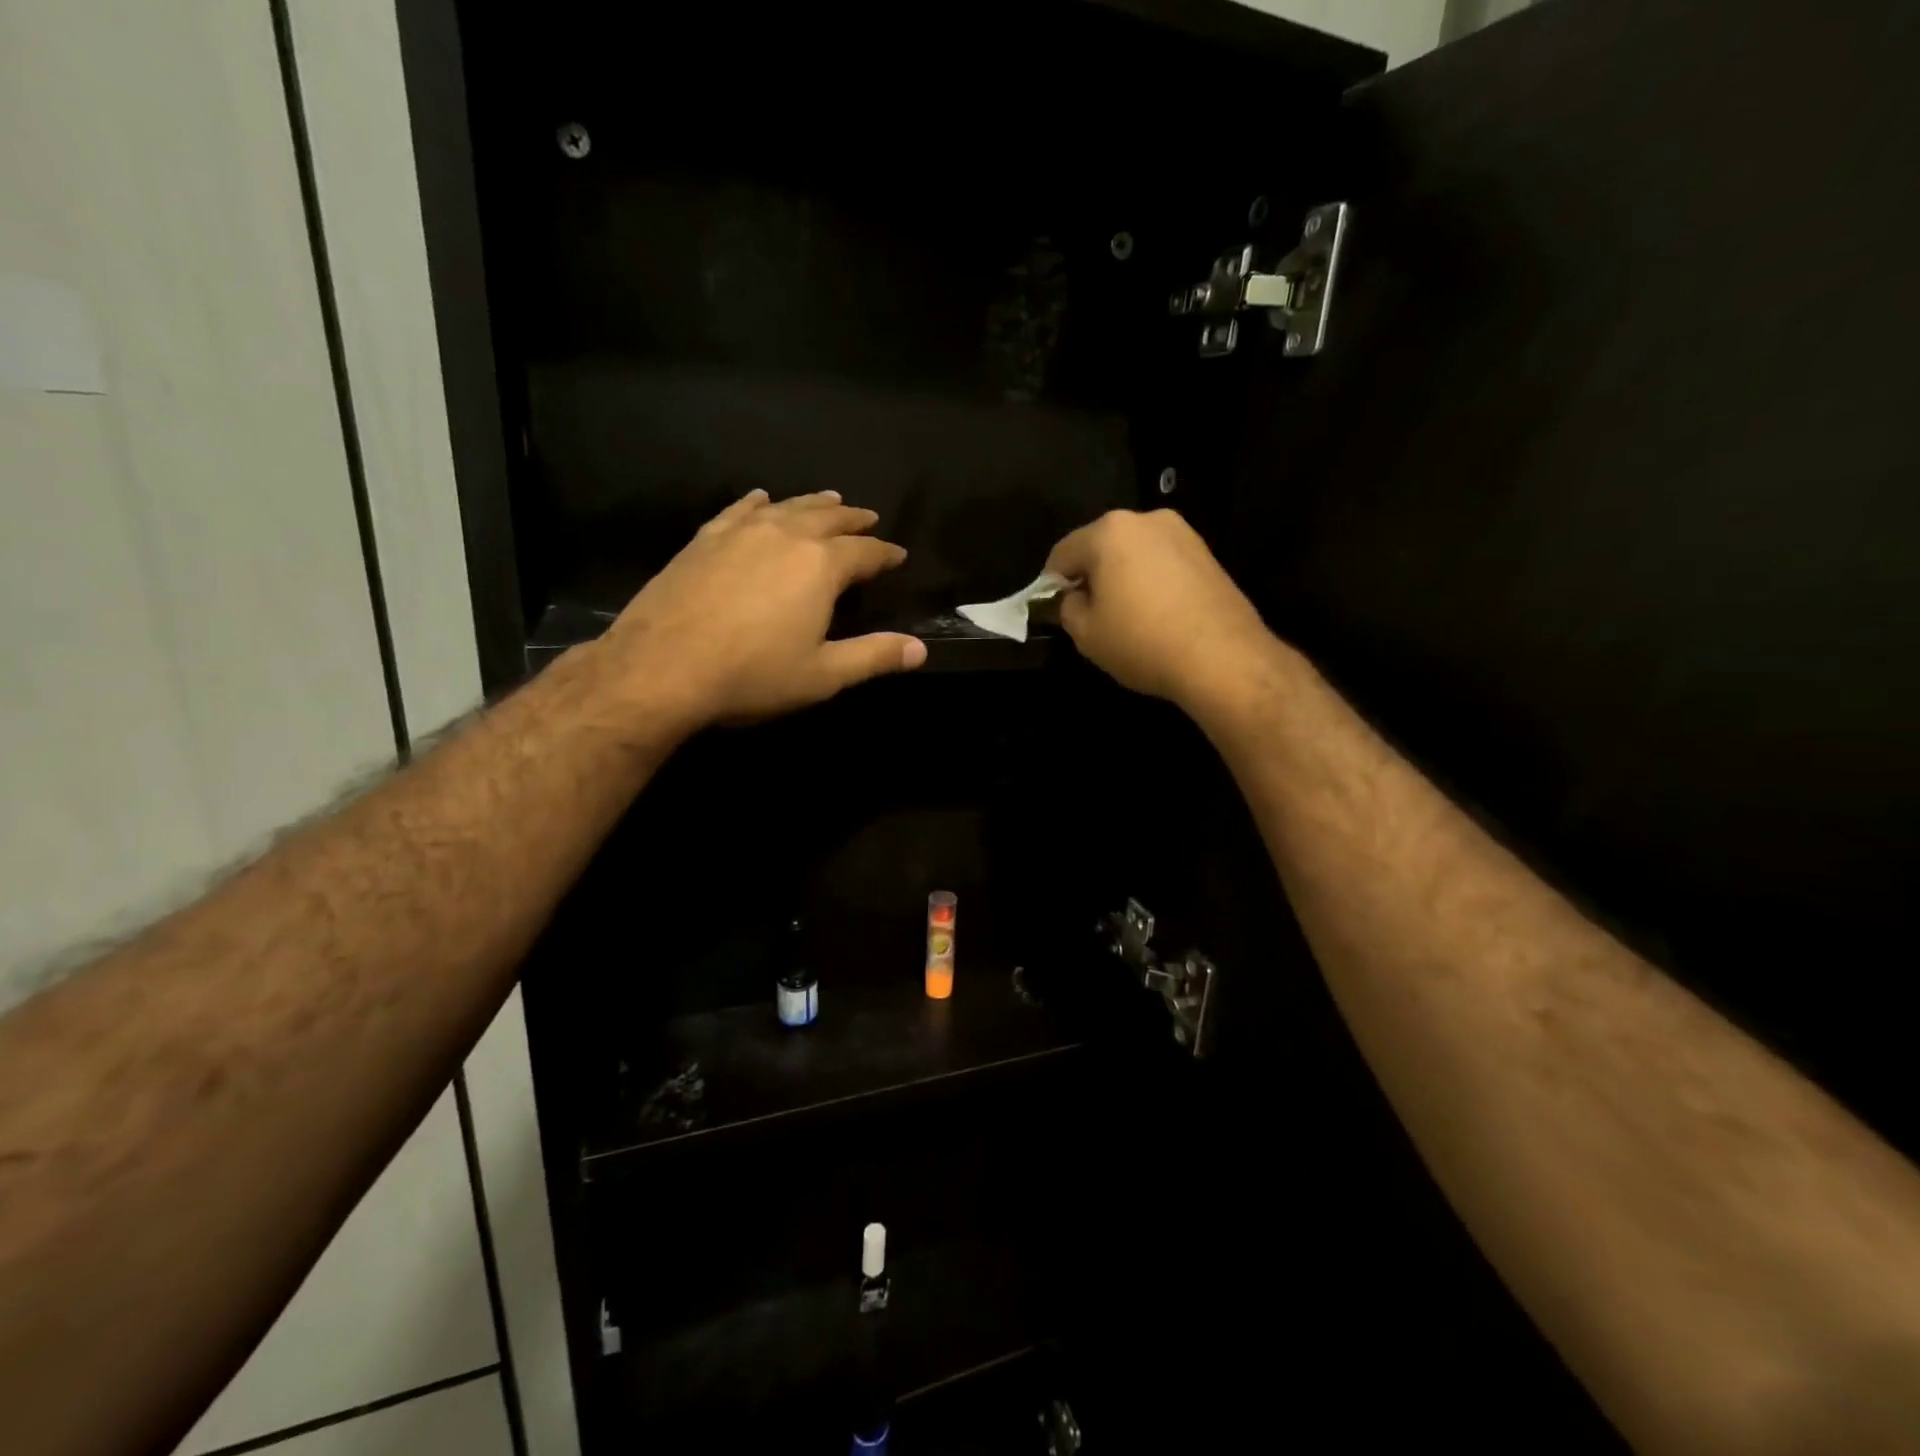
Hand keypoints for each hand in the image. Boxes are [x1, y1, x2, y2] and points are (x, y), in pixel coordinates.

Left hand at [599, 490, 925, 728]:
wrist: (662, 667)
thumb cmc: (752, 675)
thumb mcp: (823, 675)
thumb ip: (874, 656)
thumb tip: (921, 650)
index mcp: (820, 566)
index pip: (865, 552)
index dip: (885, 554)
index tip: (898, 555)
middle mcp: (785, 536)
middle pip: (828, 518)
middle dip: (853, 519)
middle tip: (868, 517)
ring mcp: (741, 532)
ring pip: (787, 507)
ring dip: (813, 503)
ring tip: (829, 499)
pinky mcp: (705, 539)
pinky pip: (739, 510)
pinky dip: (758, 503)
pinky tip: (761, 499)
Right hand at [1045, 509, 1277, 709]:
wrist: (1223, 657)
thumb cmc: (1142, 641)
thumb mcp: (1086, 633)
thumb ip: (1067, 608)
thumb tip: (1072, 598)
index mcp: (1109, 531)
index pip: (1062, 553)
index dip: (1050, 584)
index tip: (1053, 610)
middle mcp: (1146, 519)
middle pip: (1100, 546)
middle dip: (1090, 576)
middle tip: (1089, 613)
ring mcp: (1182, 533)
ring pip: (1134, 553)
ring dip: (1122, 577)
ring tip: (1125, 616)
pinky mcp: (1206, 553)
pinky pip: (1162, 563)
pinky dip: (1150, 582)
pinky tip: (1154, 614)